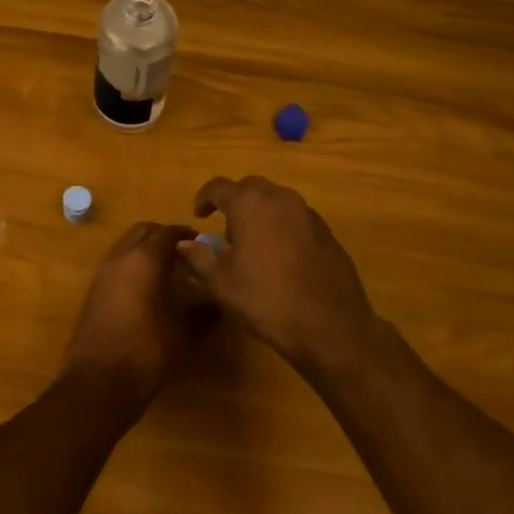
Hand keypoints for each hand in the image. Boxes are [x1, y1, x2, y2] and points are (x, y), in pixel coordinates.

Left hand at [62, 222, 212, 416]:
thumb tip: (218, 306)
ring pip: (126, 245)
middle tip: (184, 253)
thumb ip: (203, 315)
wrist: (99, 381)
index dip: (185, 235)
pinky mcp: (93, 289)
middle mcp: (120, 257)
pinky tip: (146, 288)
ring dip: (145, 249)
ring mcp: (103, 272)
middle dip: (163, 236)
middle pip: (143, 231)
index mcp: (144, 259)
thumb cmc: (147, 351)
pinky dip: (132, 264)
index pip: (167, 232)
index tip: (202, 244)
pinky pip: (116, 262)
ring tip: (167, 269)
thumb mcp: (183, 334)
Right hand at [177, 176, 380, 376]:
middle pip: (251, 188)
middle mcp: (280, 198)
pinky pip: (296, 219)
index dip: (204, 198)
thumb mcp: (222, 282)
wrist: (330, 326)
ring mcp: (308, 213)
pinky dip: (282, 228)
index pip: (219, 187)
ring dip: (261, 214)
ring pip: (276, 201)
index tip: (199, 215)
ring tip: (253, 245)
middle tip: (226, 232)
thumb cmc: (266, 299)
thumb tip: (183, 243)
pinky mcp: (327, 232)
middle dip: (235, 203)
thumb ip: (199, 257)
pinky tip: (281, 258)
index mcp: (250, 203)